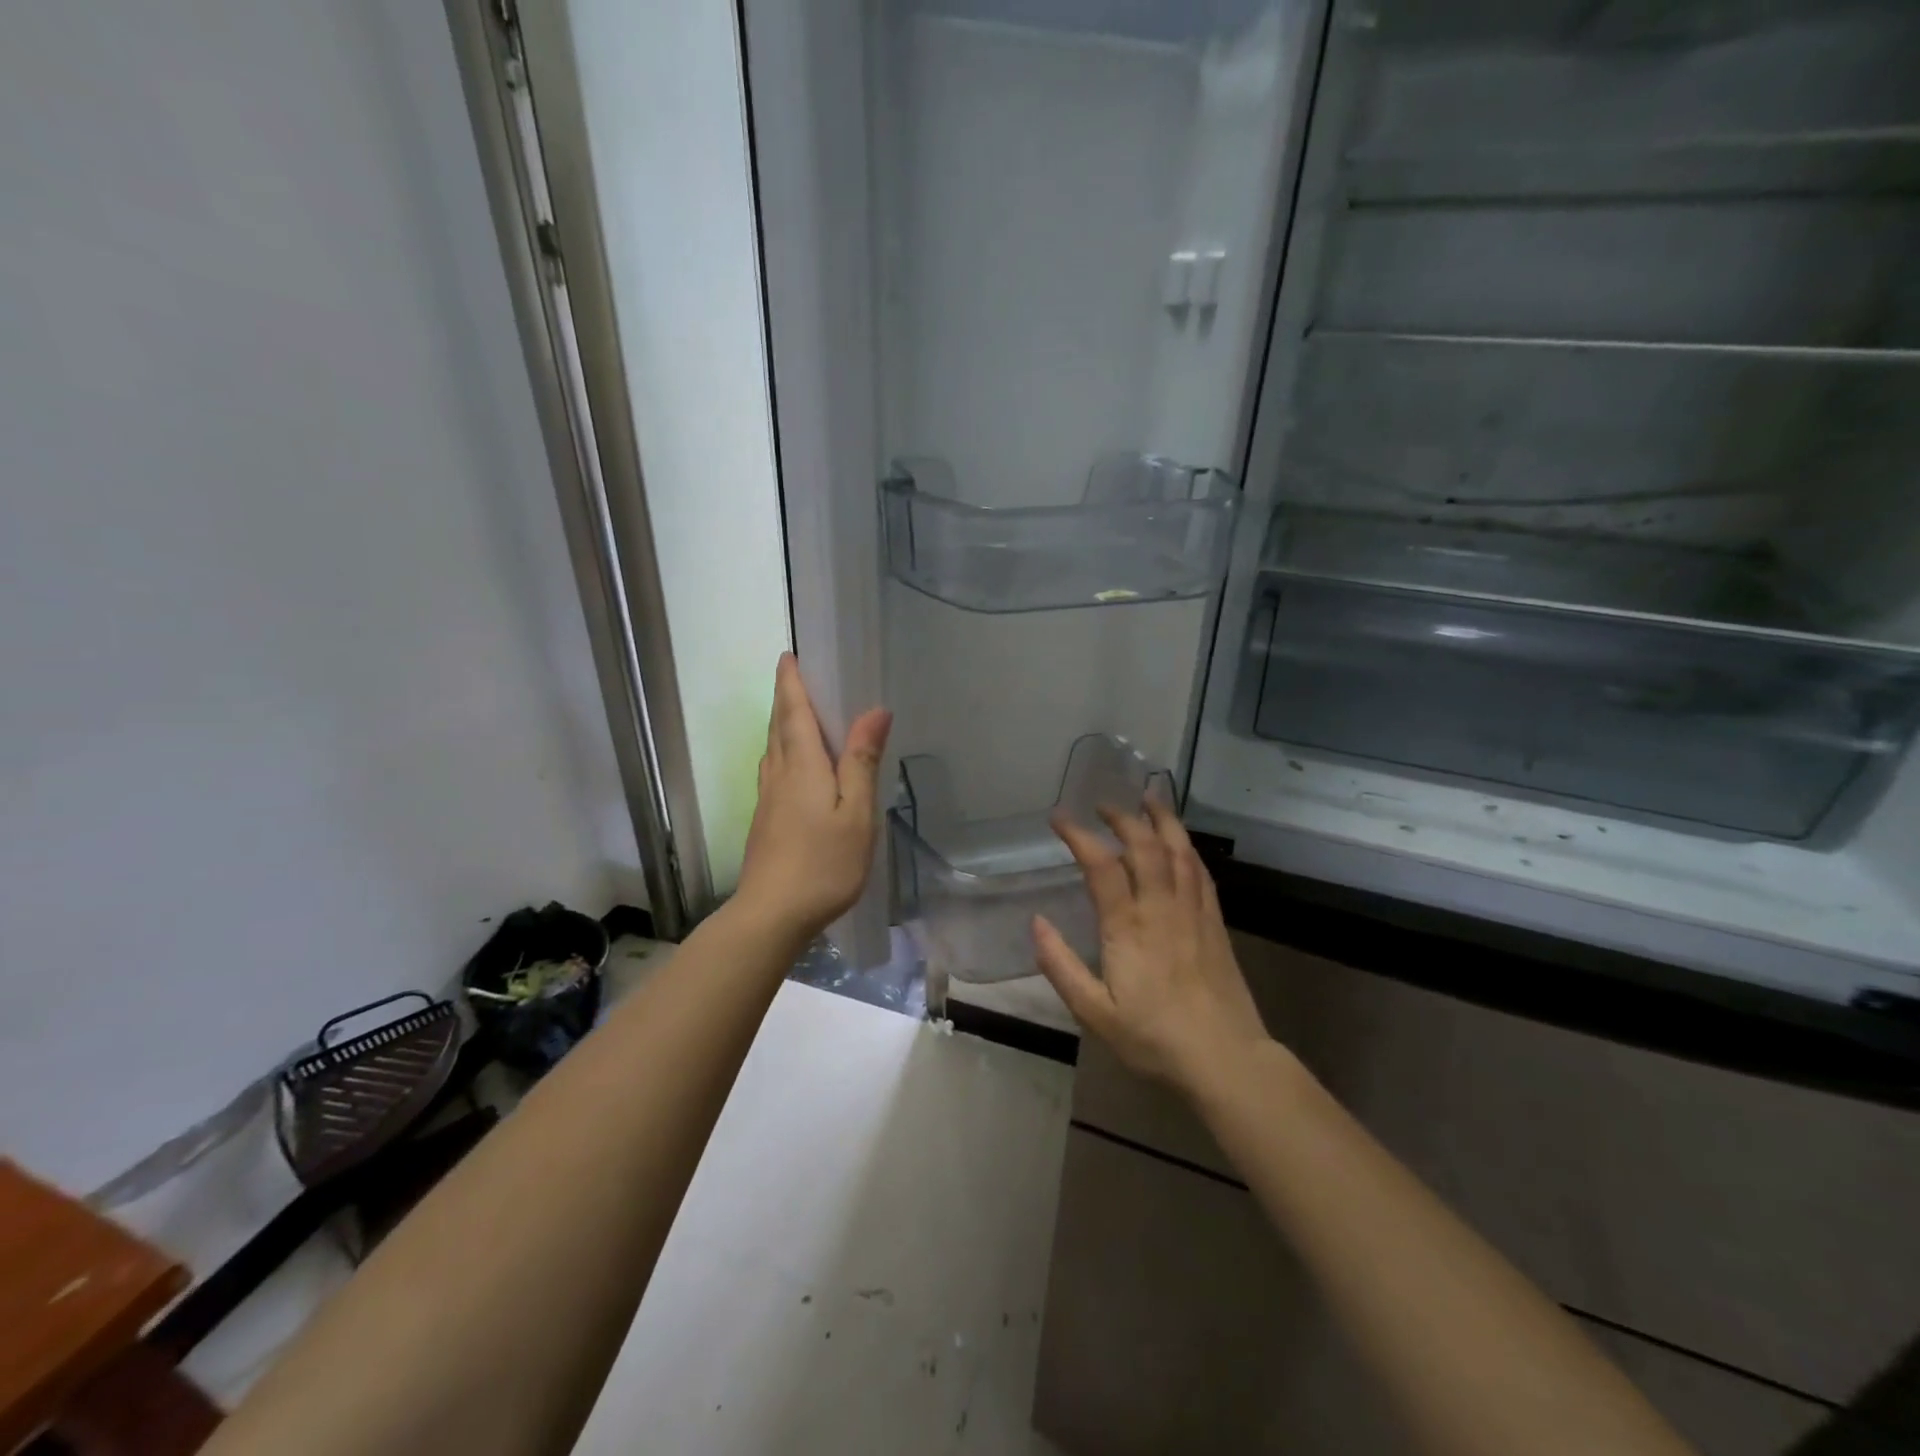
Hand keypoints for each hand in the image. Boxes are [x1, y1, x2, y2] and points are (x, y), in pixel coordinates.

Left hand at [735, 654, 892, 936]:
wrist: (772, 914)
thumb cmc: (822, 862)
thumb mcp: (856, 812)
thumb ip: (862, 760)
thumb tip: (874, 710)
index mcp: (802, 765)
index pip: (793, 711)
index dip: (791, 682)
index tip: (789, 655)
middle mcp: (779, 774)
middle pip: (779, 726)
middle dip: (786, 698)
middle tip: (797, 676)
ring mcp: (768, 799)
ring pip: (773, 749)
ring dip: (783, 724)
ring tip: (799, 714)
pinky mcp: (765, 821)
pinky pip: (775, 770)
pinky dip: (784, 752)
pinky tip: (796, 767)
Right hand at [1033, 800, 1271, 1101]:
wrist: (1226, 1059)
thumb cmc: (1154, 1039)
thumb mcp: (1095, 1012)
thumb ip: (1061, 966)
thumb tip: (1037, 923)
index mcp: (1127, 926)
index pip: (1101, 865)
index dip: (1079, 835)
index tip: (1059, 818)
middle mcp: (1161, 908)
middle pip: (1144, 846)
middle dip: (1122, 818)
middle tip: (1103, 804)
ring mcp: (1193, 912)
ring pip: (1179, 851)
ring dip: (1162, 820)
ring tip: (1149, 799)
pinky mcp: (1215, 923)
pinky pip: (1201, 873)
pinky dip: (1187, 848)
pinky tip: (1181, 843)